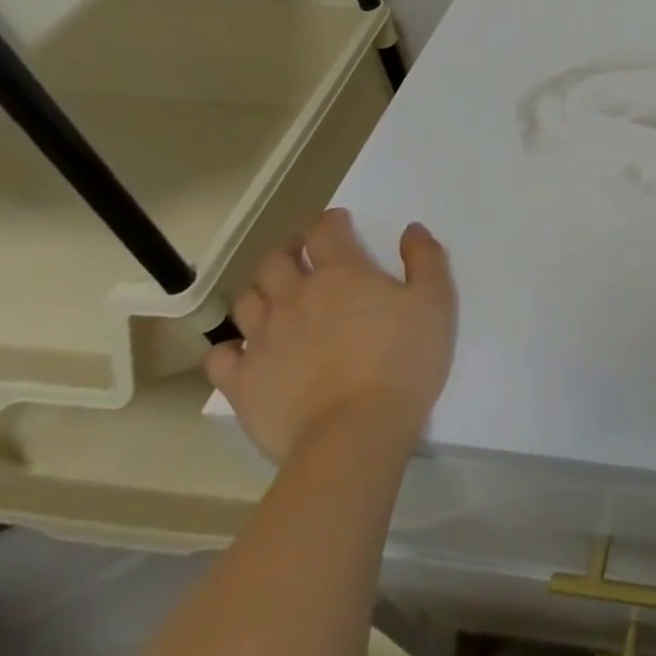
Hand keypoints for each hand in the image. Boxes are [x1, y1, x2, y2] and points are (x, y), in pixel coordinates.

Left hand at [205, 208, 456, 463]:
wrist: (355, 434)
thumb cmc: (403, 361)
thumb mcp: (435, 302)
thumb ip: (425, 258)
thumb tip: (411, 230)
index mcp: (341, 273)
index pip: (324, 231)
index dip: (331, 222)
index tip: (340, 224)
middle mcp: (295, 297)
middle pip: (275, 260)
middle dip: (289, 251)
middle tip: (304, 258)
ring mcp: (263, 339)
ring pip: (246, 300)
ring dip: (261, 292)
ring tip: (277, 300)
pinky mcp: (242, 382)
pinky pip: (220, 356)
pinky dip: (230, 348)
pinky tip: (245, 351)